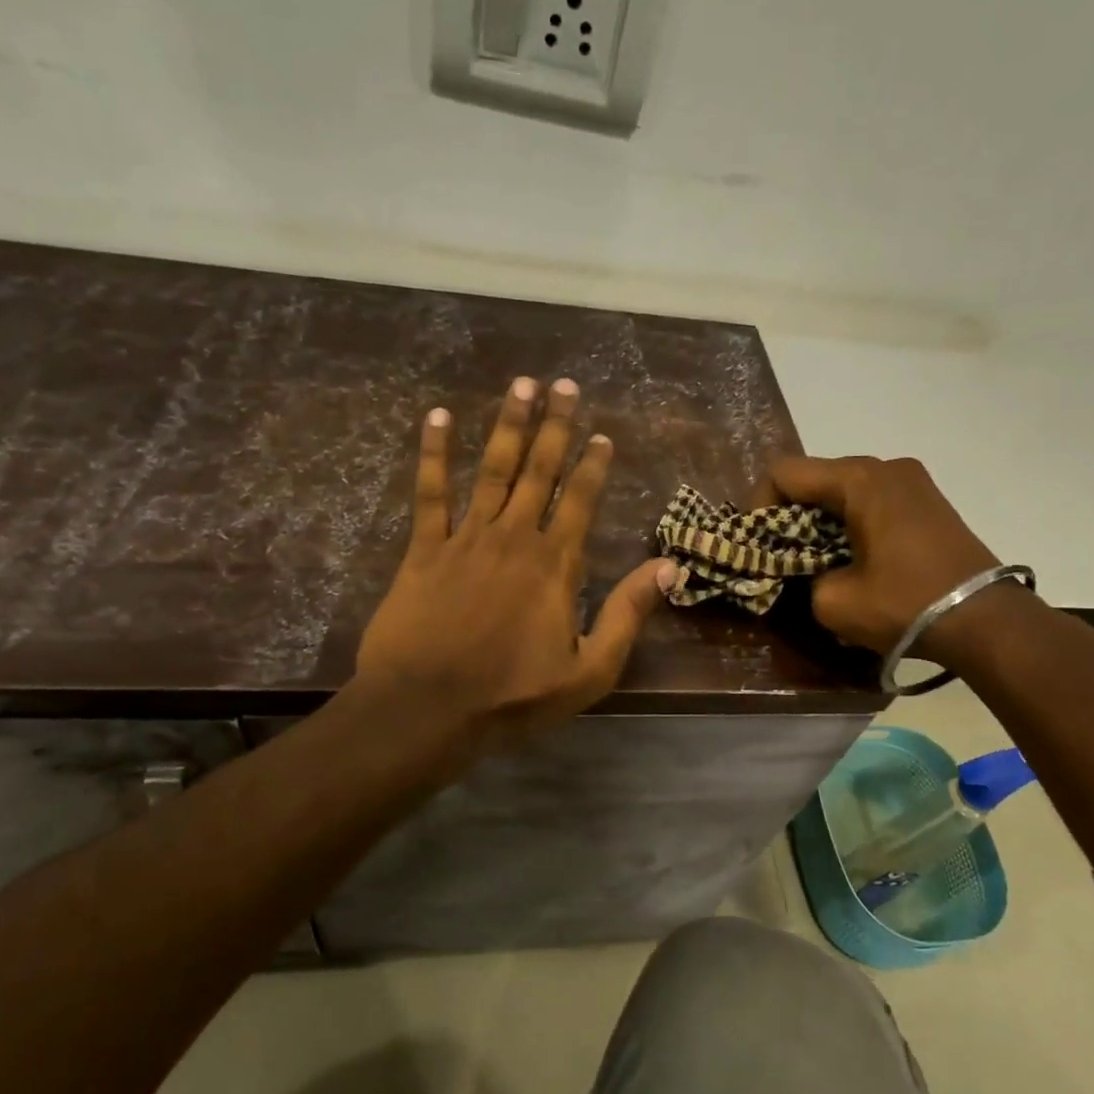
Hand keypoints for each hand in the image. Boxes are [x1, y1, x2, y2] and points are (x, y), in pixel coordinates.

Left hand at [357, 376, 673, 747]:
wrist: (427, 709)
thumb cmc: (512, 697)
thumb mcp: (589, 671)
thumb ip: (627, 615)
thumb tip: (669, 567)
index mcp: (556, 565)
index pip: (581, 501)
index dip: (593, 465)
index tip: (601, 433)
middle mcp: (514, 538)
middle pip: (539, 470)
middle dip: (554, 426)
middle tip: (563, 384)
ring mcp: (466, 539)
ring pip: (492, 469)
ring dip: (507, 424)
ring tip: (520, 385)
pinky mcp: (424, 549)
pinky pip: (430, 493)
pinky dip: (433, 454)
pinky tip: (436, 418)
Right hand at [758, 455, 1006, 665]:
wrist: (986, 620)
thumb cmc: (904, 604)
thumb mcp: (833, 601)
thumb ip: (800, 577)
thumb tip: (804, 572)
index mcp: (859, 479)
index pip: (785, 472)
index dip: (759, 505)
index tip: (760, 545)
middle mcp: (886, 467)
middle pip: (815, 477)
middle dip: (789, 515)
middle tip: (783, 556)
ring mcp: (913, 480)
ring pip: (844, 489)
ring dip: (821, 520)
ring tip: (818, 560)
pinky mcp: (928, 500)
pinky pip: (872, 499)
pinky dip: (850, 522)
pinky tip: (854, 557)